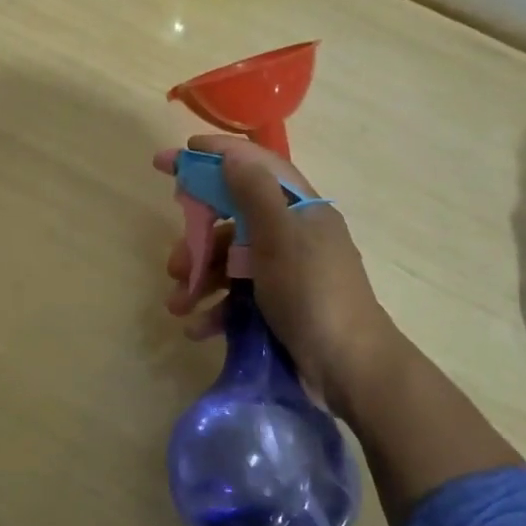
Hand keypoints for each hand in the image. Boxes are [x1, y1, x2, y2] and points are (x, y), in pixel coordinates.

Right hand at [153, 135, 422, 418]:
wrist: (352, 370)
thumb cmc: (313, 294)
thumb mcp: (280, 238)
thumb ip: (254, 194)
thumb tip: (232, 155)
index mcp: (299, 208)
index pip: (253, 165)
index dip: (214, 155)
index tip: (174, 156)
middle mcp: (292, 233)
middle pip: (233, 218)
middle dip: (197, 238)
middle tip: (174, 260)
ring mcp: (285, 270)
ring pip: (230, 260)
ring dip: (199, 279)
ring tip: (177, 303)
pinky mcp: (279, 304)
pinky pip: (238, 295)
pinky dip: (215, 308)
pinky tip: (196, 327)